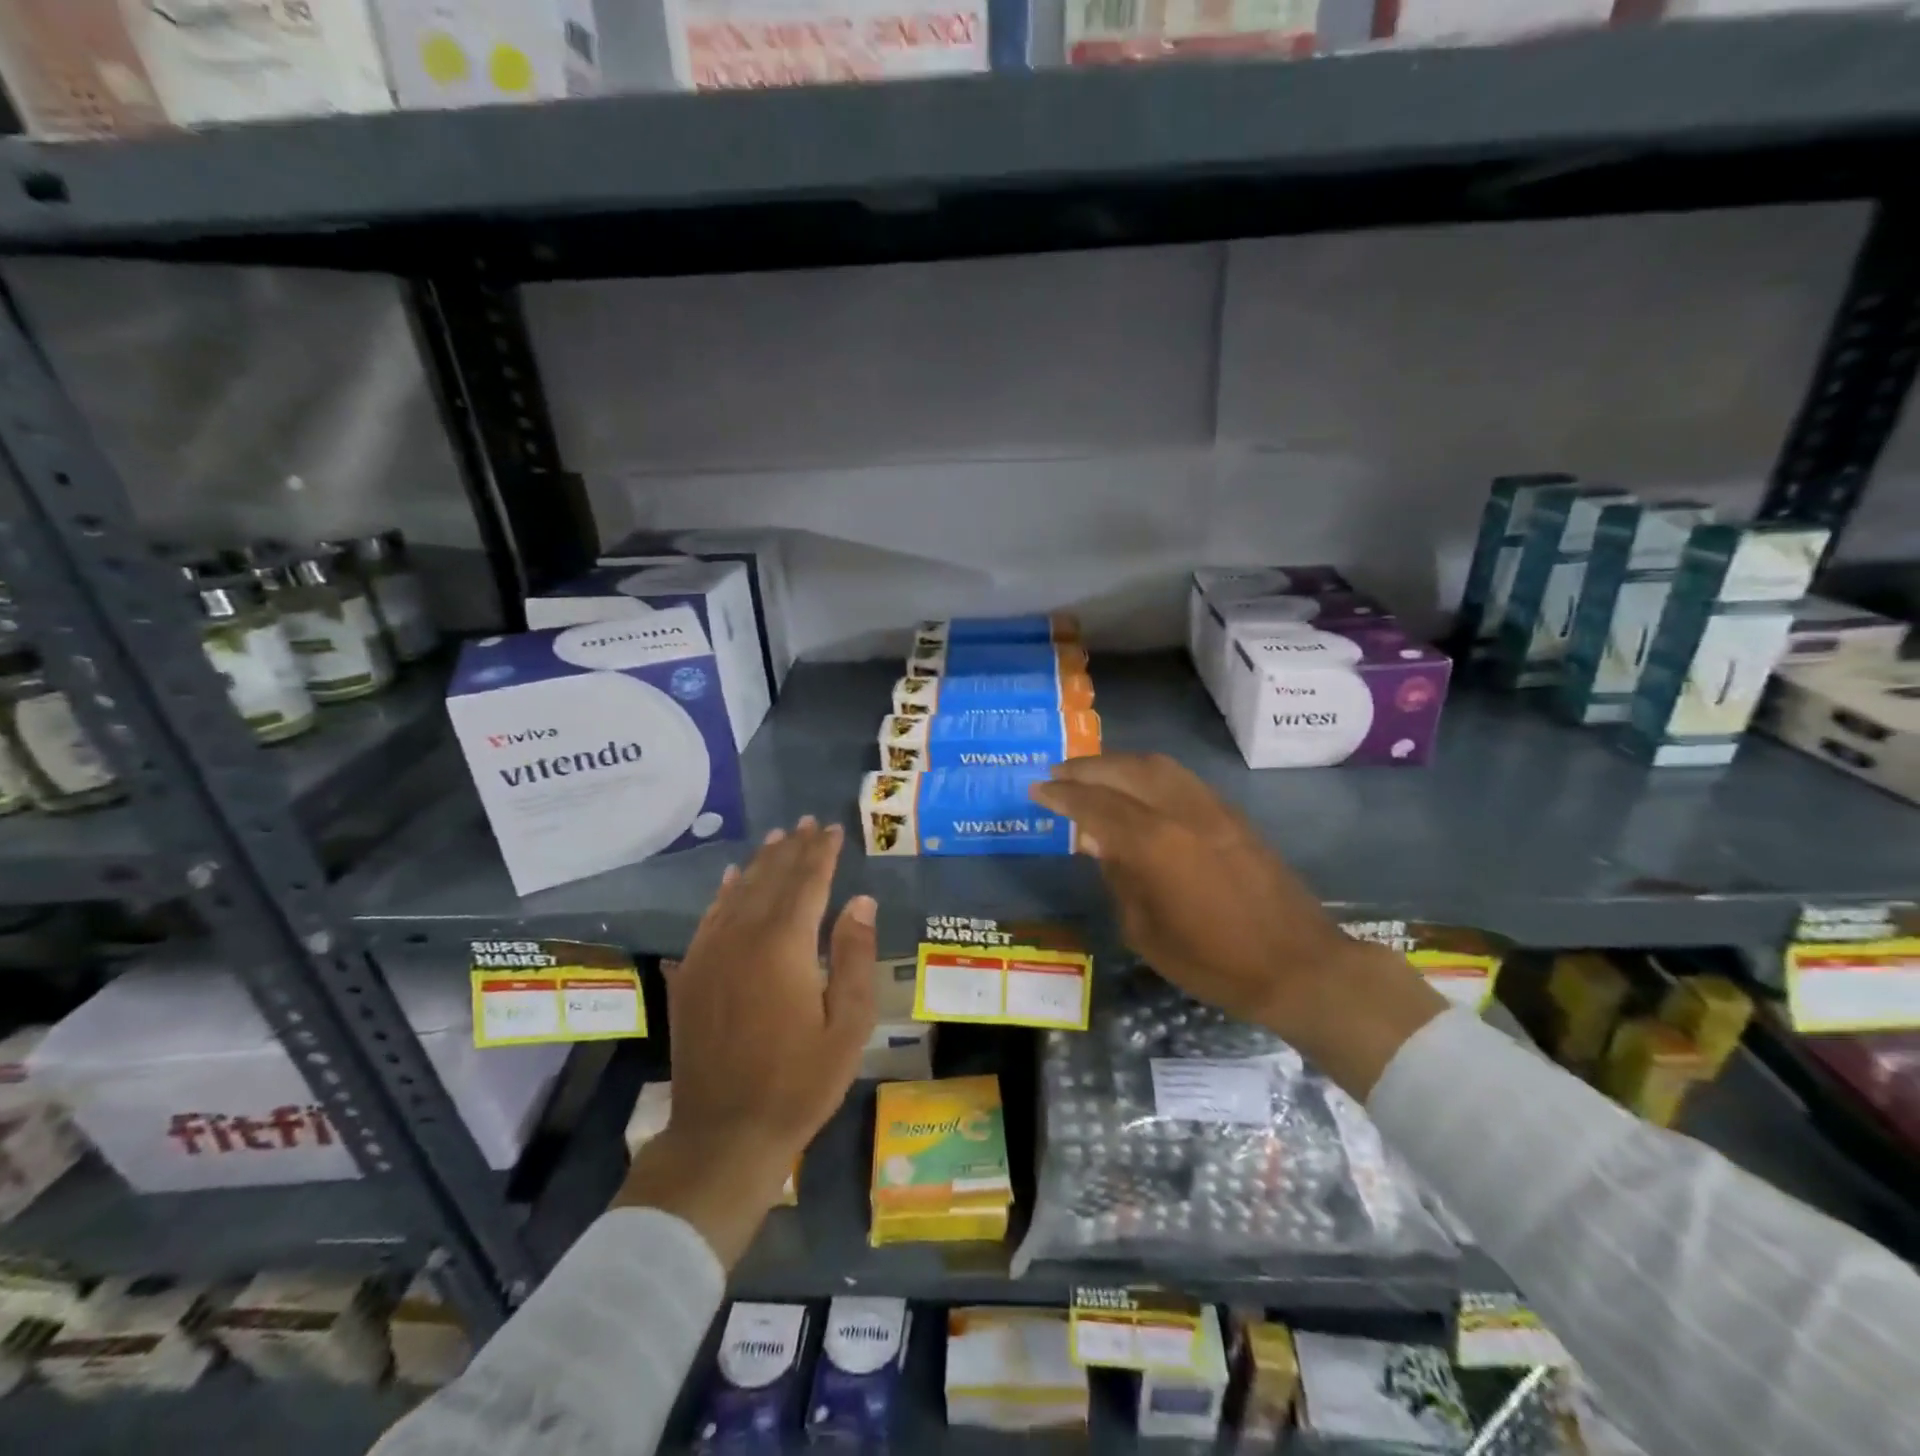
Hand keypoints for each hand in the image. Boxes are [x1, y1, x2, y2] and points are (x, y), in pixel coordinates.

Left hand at [614, 818, 877, 1264]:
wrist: (724, 1134)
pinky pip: (709, 919)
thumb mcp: (848, 1026)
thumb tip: (860, 901)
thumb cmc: (799, 1082)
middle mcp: (742, 938)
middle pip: (771, 880)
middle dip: (793, 850)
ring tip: (777, 840)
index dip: (822, 854)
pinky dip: (725, 894)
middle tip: (807, 823)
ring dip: (760, 864)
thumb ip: (854, 957)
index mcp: (784, 946)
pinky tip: (731, 882)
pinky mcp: (691, 975)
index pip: (807, 883)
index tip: (833, 829)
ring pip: (737, 893)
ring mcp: (709, 955)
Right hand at [1030, 754, 1445, 1097]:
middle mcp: (1182, 812)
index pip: (1095, 805)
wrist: (1299, 966)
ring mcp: (1212, 809)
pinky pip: (1180, 779)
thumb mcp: (1146, 932)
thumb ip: (1118, 877)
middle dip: (1086, 768)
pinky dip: (1148, 773)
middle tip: (1057, 774)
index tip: (1036, 789)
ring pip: (1157, 765)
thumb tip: (1098, 842)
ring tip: (1092, 774)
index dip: (1062, 795)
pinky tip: (1137, 789)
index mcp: (1154, 844)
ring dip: (1118, 763)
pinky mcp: (1233, 815)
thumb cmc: (1214, 963)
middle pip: (1125, 770)